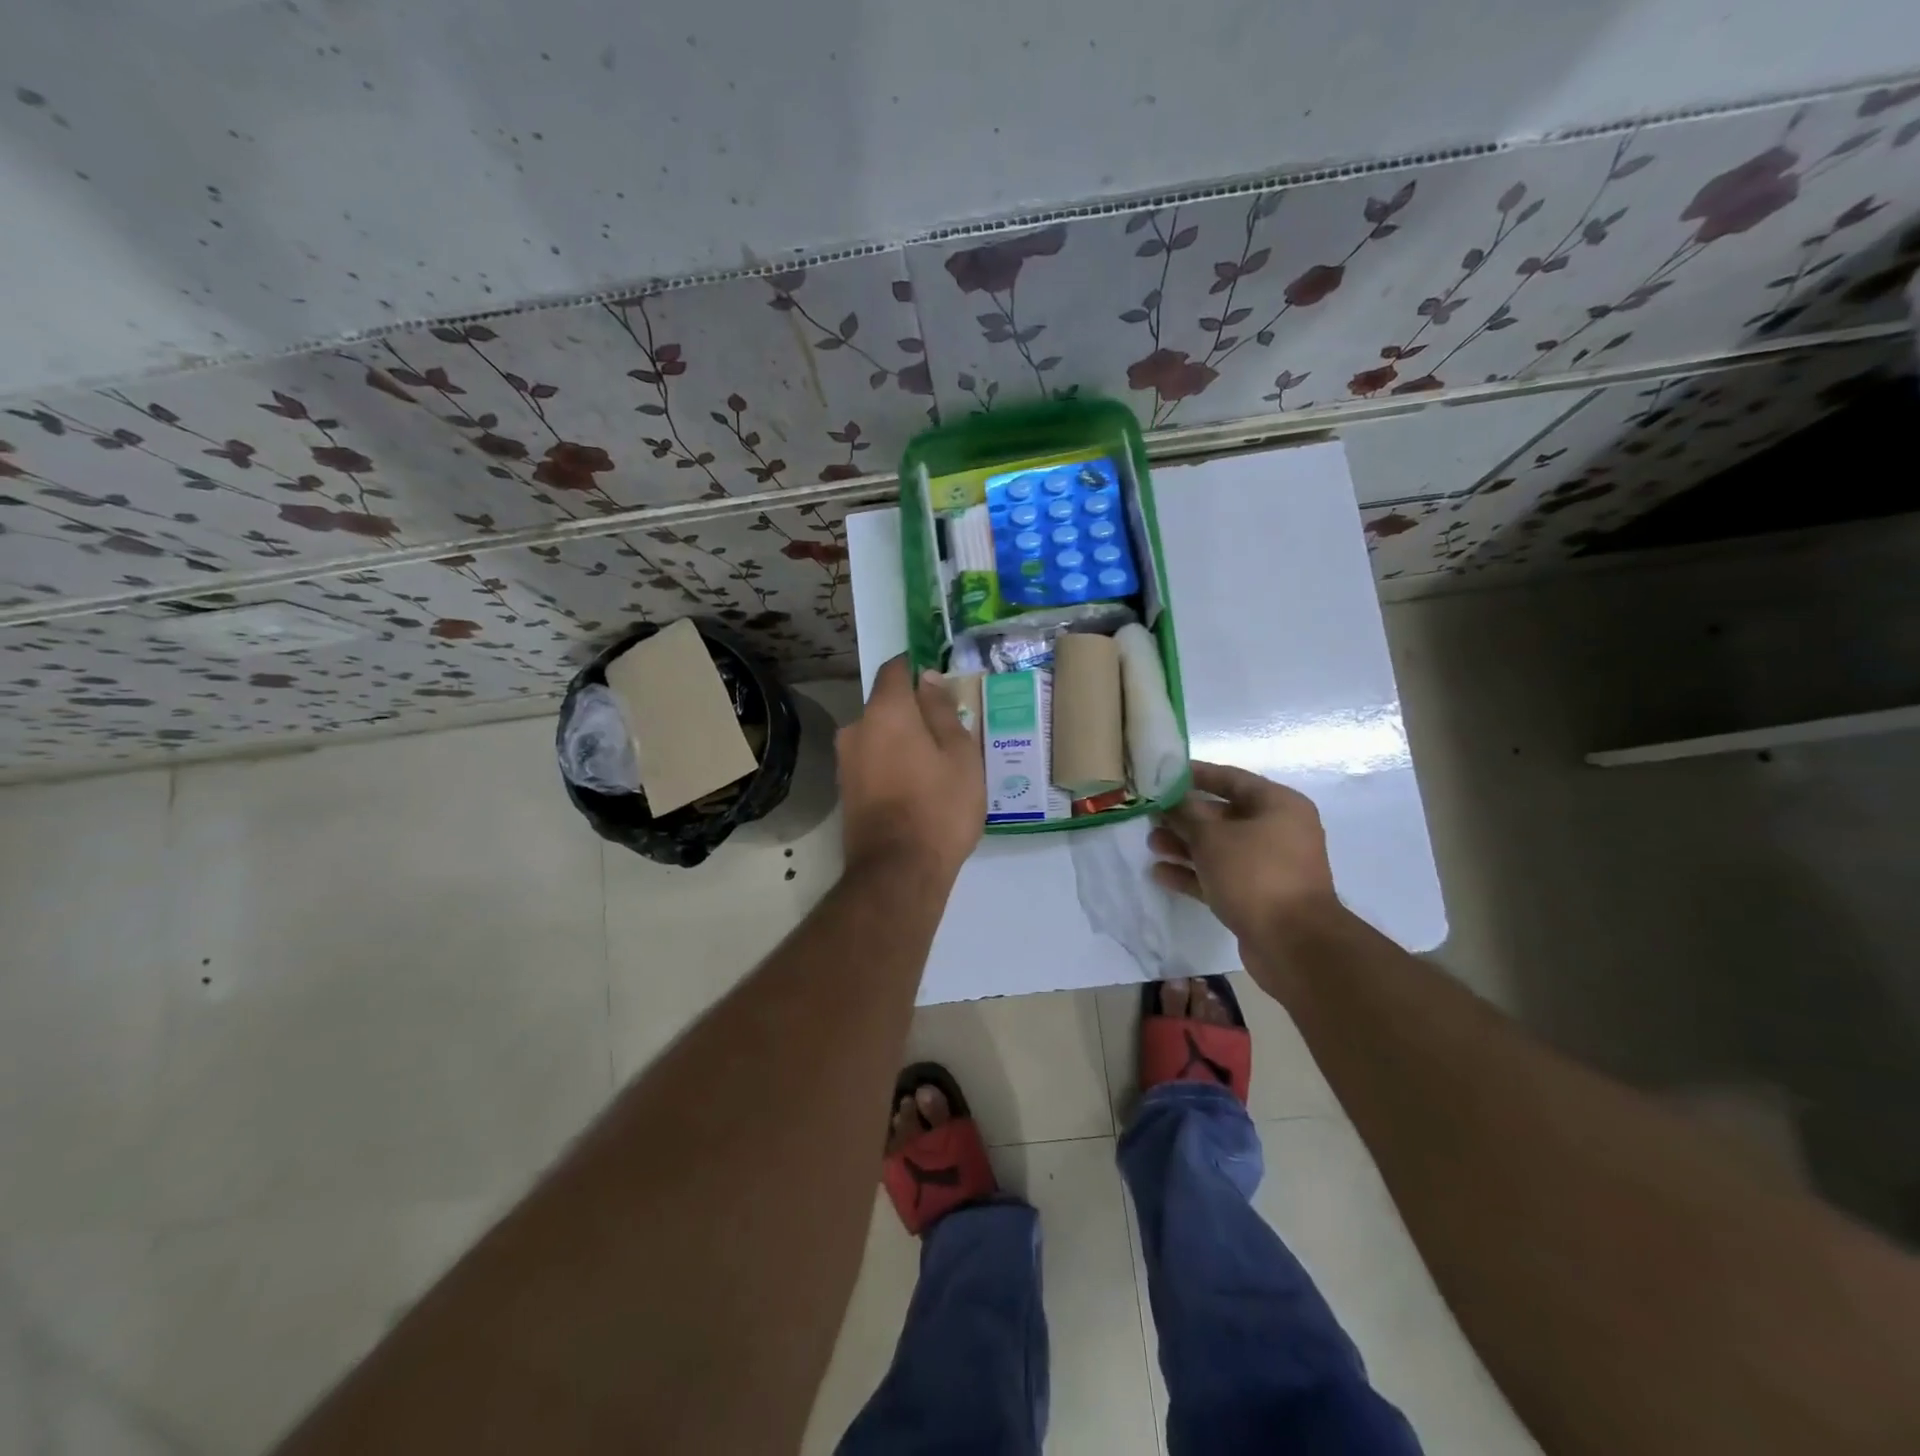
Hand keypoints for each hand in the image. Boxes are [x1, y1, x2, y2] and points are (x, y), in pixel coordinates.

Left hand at [836, 656, 984, 881]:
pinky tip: (917, 789)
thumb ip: (942, 711)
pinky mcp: (845, 791)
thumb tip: (927, 678)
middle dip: (914, 712)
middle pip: (887, 705)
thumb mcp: (959, 755)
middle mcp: (856, 729)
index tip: (941, 682)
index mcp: (885, 712)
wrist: (898, 873)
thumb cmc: (939, 808)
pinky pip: (873, 763)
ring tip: (936, 768)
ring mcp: (846, 762)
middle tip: (949, 735)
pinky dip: (892, 766)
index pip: (895, 668)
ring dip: (903, 742)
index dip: (918, 667)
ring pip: (879, 736)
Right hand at [1149, 761, 1340, 947]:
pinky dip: (1193, 874)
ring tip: (1151, 845)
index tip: (1163, 774)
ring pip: (1219, 848)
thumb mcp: (1213, 837)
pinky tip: (1160, 874)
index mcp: (1278, 805)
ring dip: (1184, 846)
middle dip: (1184, 816)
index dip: (1196, 775)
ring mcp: (1268, 866)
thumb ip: (1186, 815)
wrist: (1292, 943)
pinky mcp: (1257, 897)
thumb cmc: (1255, 874)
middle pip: (1223, 815)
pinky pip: (1220, 876)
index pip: (1232, 779)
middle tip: (1150, 815)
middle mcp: (1278, 831)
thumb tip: (1171, 801)